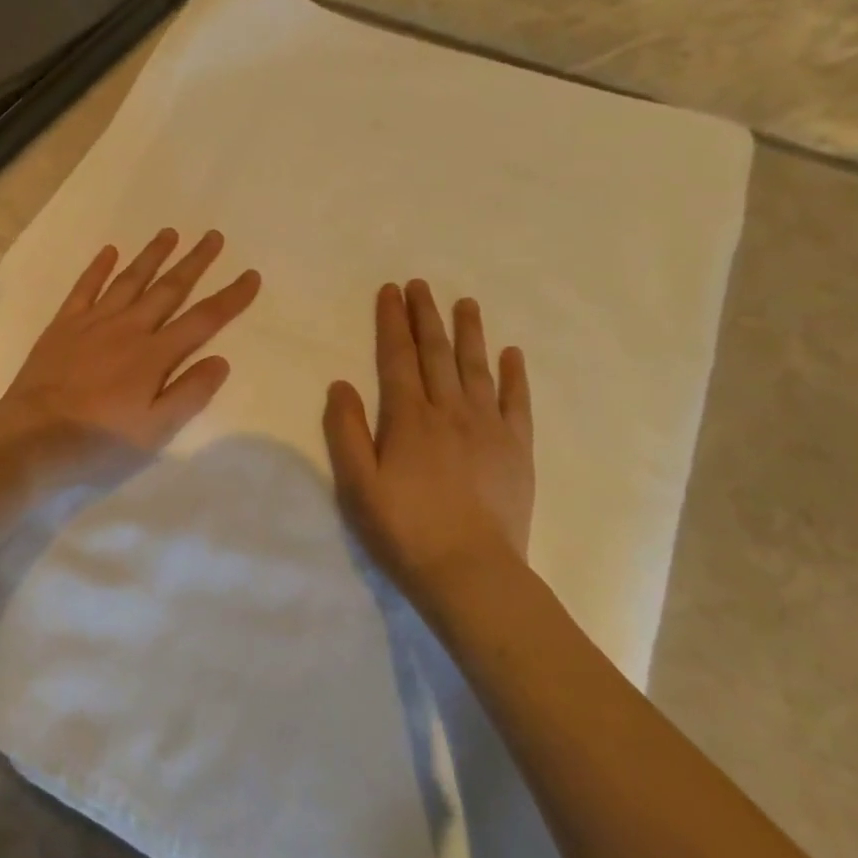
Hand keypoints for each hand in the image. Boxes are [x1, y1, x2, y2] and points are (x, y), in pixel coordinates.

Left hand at [0, 229, 260, 460]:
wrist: (33, 436)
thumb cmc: (98, 440)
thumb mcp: (154, 430)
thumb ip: (189, 394)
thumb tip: (221, 360)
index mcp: (154, 355)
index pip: (202, 320)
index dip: (230, 298)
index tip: (251, 275)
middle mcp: (129, 328)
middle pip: (169, 289)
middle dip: (194, 262)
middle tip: (213, 236)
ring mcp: (94, 322)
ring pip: (130, 280)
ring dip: (152, 256)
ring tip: (169, 233)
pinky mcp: (64, 324)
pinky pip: (85, 287)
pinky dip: (98, 268)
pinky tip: (109, 251)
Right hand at [323, 280, 535, 618]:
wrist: (471, 572)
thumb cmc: (405, 530)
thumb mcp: (358, 485)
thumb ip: (347, 431)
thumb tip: (341, 384)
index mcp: (409, 418)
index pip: (398, 358)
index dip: (392, 322)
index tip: (390, 291)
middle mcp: (449, 411)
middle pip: (436, 354)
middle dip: (426, 316)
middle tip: (421, 285)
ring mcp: (488, 428)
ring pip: (476, 368)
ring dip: (469, 333)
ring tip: (465, 303)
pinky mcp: (516, 449)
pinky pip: (516, 402)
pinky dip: (514, 375)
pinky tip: (512, 353)